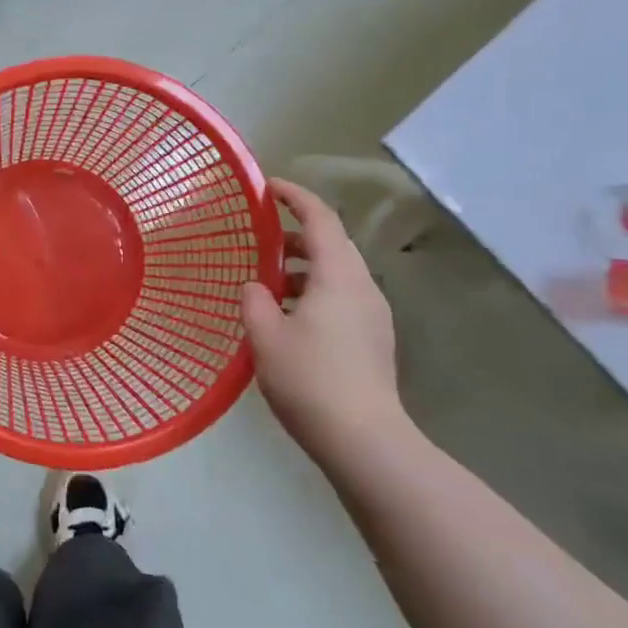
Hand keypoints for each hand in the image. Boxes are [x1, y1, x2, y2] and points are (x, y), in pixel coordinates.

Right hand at [242, 179, 410, 466]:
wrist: (364, 440)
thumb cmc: (309, 379)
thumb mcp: (265, 336)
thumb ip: (254, 300)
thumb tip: (256, 286)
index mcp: (338, 276)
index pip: (319, 219)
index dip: (294, 196)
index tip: (268, 187)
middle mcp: (362, 287)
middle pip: (331, 244)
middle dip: (296, 235)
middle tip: (261, 238)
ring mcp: (373, 315)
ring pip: (336, 274)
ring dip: (303, 268)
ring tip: (268, 284)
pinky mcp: (373, 339)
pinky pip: (341, 298)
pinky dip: (314, 292)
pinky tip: (289, 318)